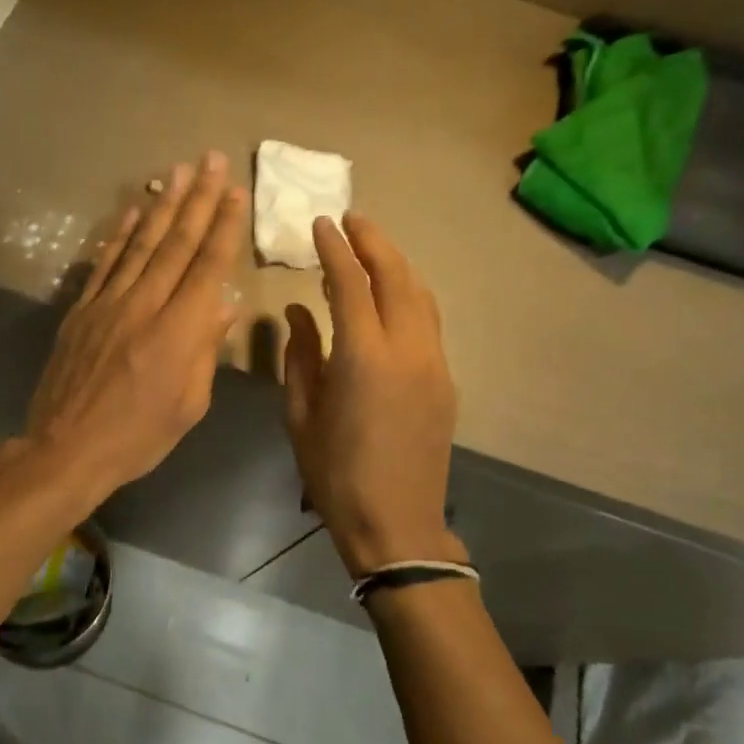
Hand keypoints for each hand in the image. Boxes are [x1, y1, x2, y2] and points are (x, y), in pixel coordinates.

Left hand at [23, 151, 247, 500]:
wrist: (67, 448)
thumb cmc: (139, 436)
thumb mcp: (189, 404)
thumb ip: (206, 350)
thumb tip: (224, 306)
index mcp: (179, 331)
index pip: (207, 267)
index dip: (224, 226)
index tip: (236, 192)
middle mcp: (145, 305)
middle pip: (176, 244)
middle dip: (198, 199)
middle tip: (211, 159)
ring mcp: (108, 303)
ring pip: (140, 244)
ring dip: (162, 205)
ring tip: (178, 170)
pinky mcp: (81, 310)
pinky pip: (105, 264)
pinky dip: (120, 235)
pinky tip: (134, 210)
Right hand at [283, 212, 458, 576]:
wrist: (397, 523)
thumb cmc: (335, 473)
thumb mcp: (300, 414)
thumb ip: (300, 355)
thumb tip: (297, 311)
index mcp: (363, 358)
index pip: (350, 284)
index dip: (335, 249)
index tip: (321, 223)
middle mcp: (407, 350)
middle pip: (396, 276)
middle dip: (373, 241)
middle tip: (351, 219)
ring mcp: (433, 363)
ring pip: (420, 294)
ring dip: (395, 264)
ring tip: (370, 248)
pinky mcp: (445, 379)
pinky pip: (428, 320)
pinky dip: (408, 294)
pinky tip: (389, 295)